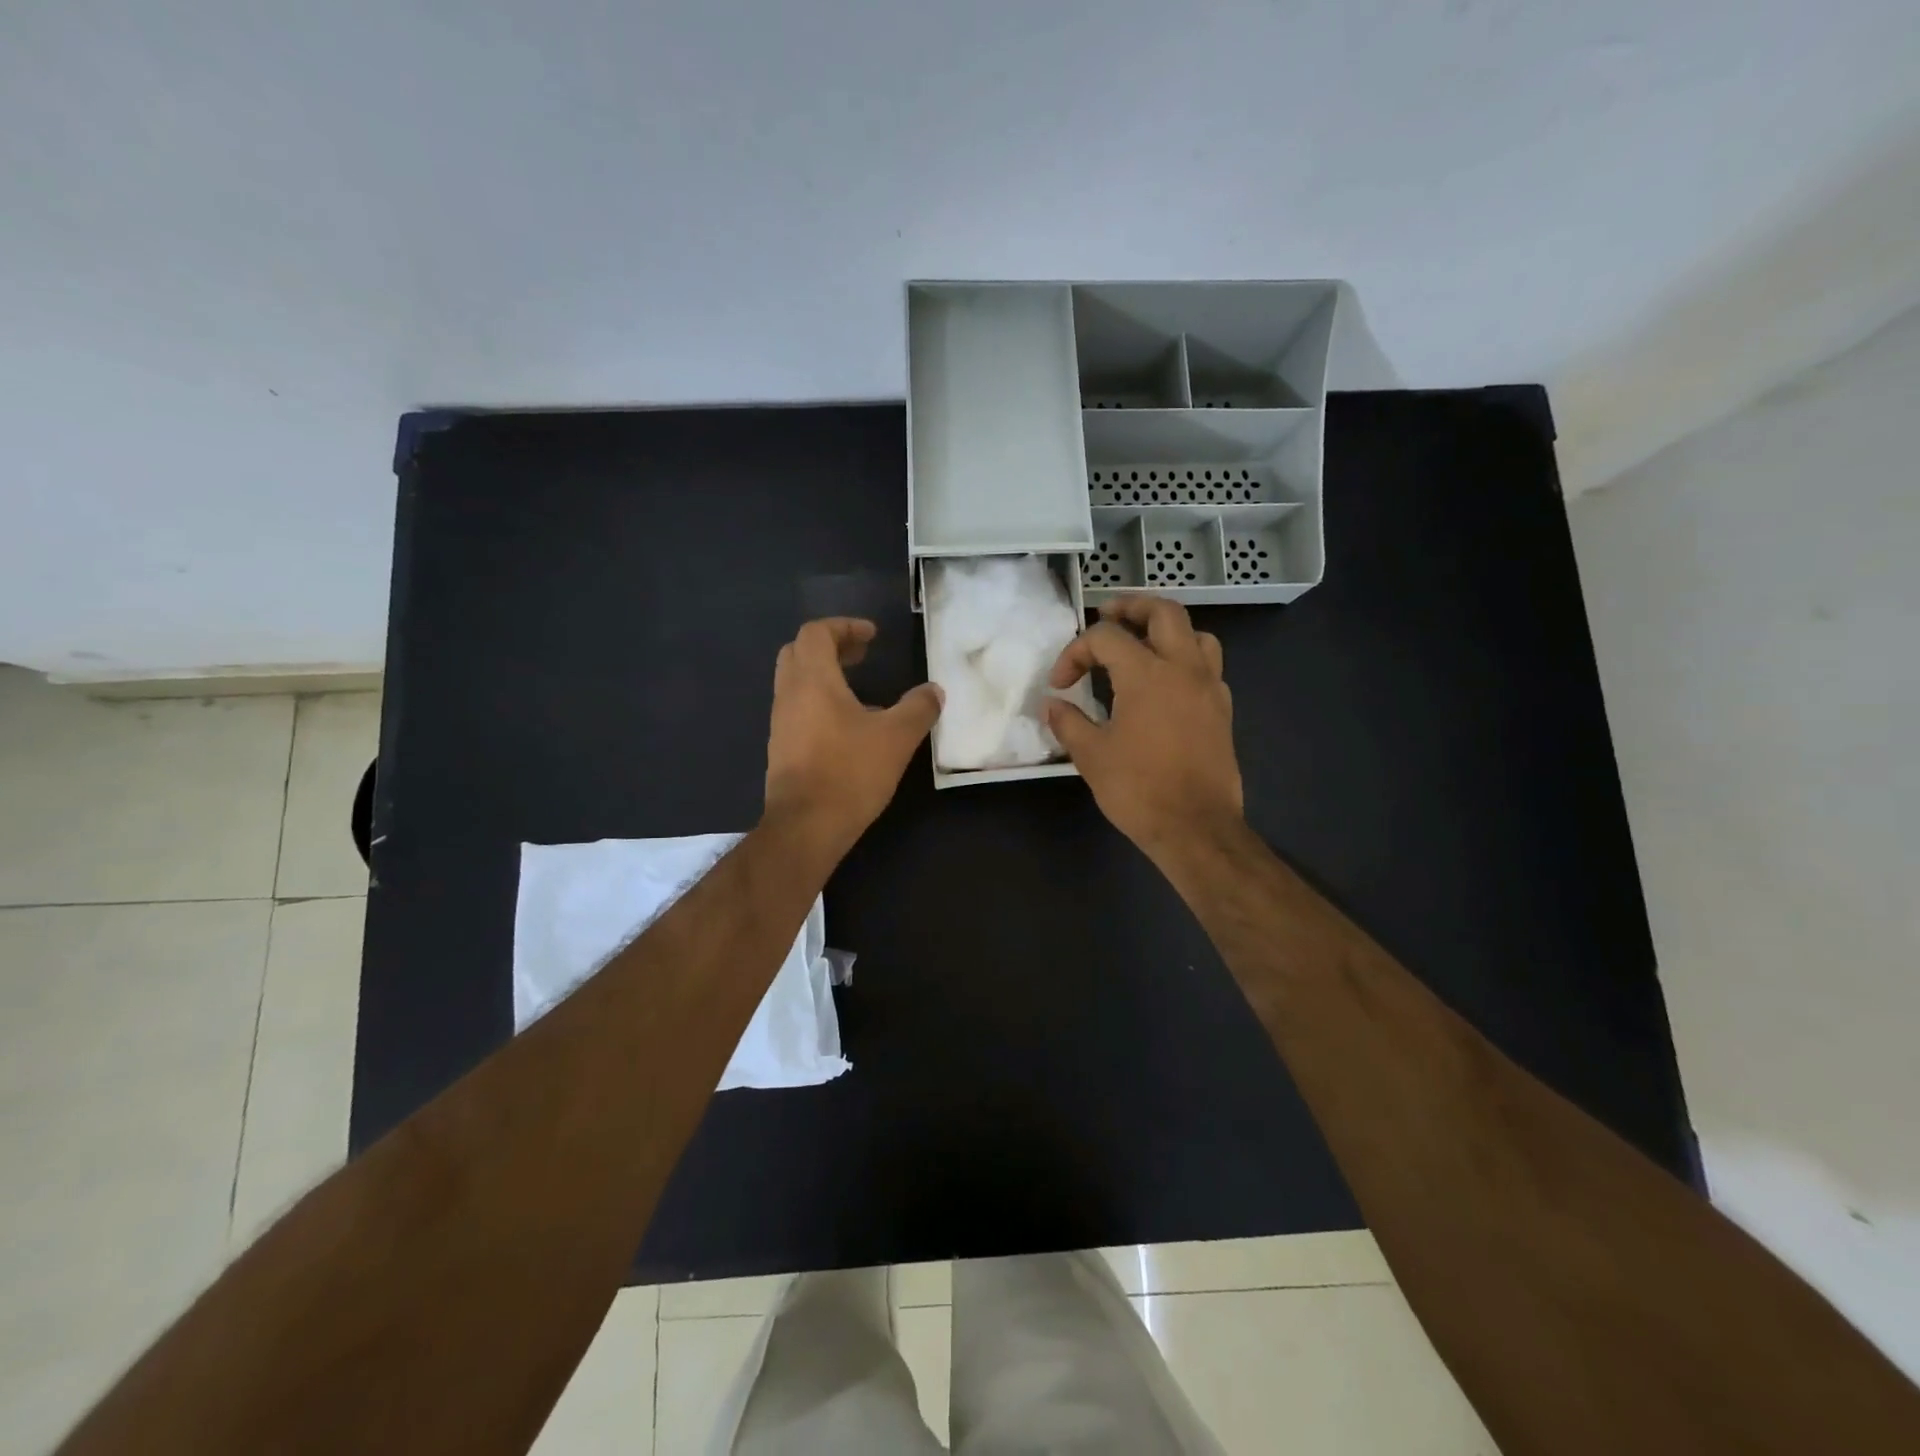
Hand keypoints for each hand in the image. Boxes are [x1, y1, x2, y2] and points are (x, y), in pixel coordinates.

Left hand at [763, 617, 942, 858]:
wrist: (805, 827)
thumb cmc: (850, 773)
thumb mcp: (896, 738)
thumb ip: (918, 708)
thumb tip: (934, 690)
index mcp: (813, 680)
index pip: (817, 632)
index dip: (845, 626)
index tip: (872, 636)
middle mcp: (789, 694)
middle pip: (799, 652)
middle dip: (831, 646)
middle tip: (862, 654)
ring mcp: (781, 723)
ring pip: (796, 682)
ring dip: (825, 675)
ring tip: (860, 689)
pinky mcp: (782, 748)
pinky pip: (798, 709)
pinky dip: (820, 701)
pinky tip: (848, 727)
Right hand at [1045, 596, 1242, 860]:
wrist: (1196, 827)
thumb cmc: (1138, 789)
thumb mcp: (1091, 756)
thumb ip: (1069, 722)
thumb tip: (1052, 705)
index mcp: (1147, 673)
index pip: (1106, 638)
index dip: (1075, 653)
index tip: (1060, 684)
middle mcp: (1183, 668)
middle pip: (1163, 612)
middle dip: (1131, 607)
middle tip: (1107, 616)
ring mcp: (1210, 687)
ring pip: (1196, 633)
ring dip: (1167, 630)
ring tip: (1143, 644)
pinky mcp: (1223, 710)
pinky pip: (1208, 666)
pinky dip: (1185, 660)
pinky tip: (1166, 684)